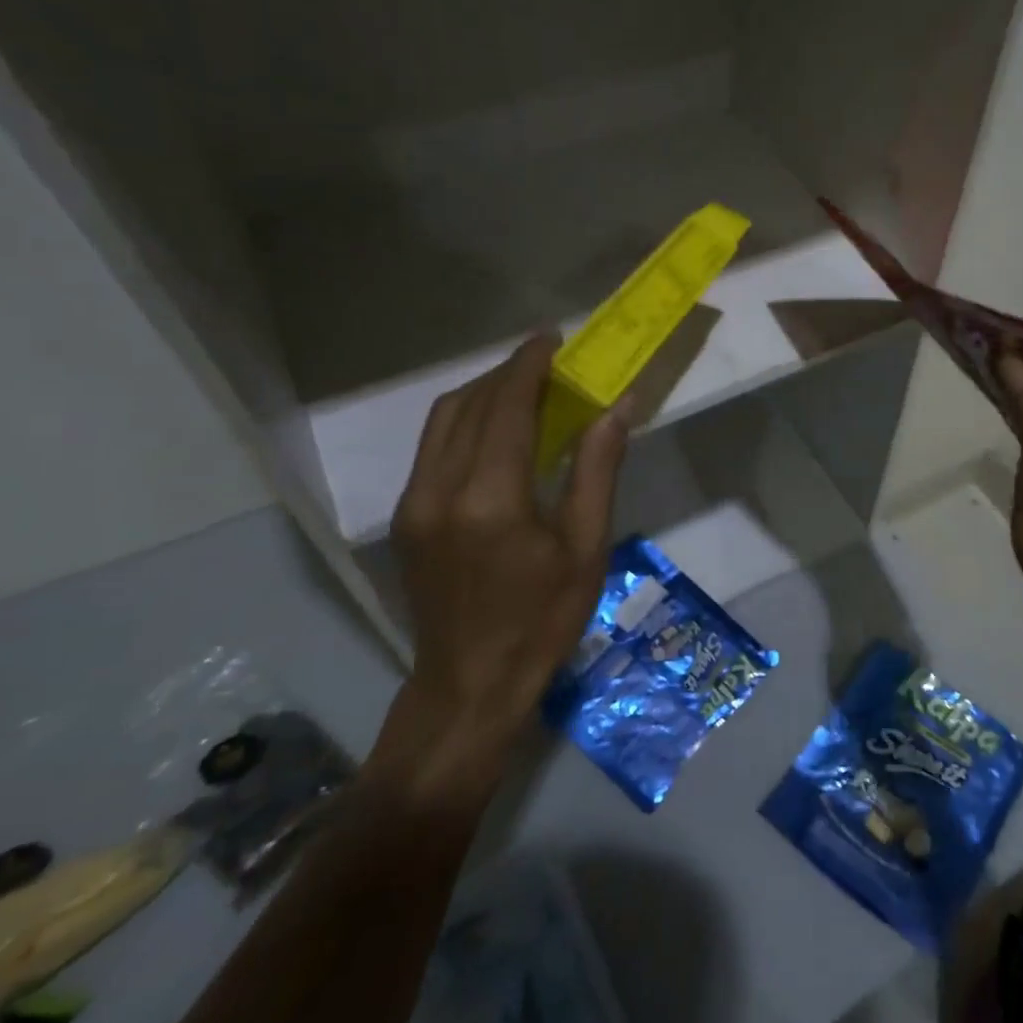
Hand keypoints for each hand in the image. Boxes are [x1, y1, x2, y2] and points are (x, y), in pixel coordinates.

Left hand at [386, 333, 628, 780]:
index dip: (528, 365)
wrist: (470, 684)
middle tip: (548, 362)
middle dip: (507, 373)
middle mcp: (440, 489)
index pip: (505, 406)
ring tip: (524, 387)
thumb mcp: (586, 547)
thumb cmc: (542, 620)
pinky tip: (496, 430)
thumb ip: (597, 470)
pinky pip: (433, 448)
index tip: (553, 339)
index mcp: (490, 497)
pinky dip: (465, 422)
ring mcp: (414, 503)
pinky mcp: (405, 518)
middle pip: (468, 404)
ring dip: (482, 393)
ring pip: (442, 421)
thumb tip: (616, 408)